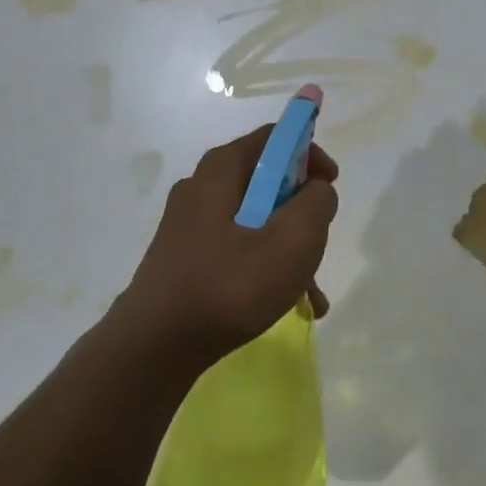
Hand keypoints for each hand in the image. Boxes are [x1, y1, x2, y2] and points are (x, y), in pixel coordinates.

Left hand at [118, 124, 339, 362]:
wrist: (154, 347)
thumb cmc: (230, 284)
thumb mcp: (293, 239)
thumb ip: (317, 203)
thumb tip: (316, 190)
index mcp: (222, 169)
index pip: (274, 137)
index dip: (309, 153)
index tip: (331, 185)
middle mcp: (201, 187)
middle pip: (266, 180)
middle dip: (301, 209)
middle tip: (319, 240)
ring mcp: (189, 224)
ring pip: (254, 220)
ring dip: (287, 246)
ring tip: (311, 292)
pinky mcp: (185, 257)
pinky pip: (236, 249)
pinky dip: (264, 267)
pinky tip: (287, 305)